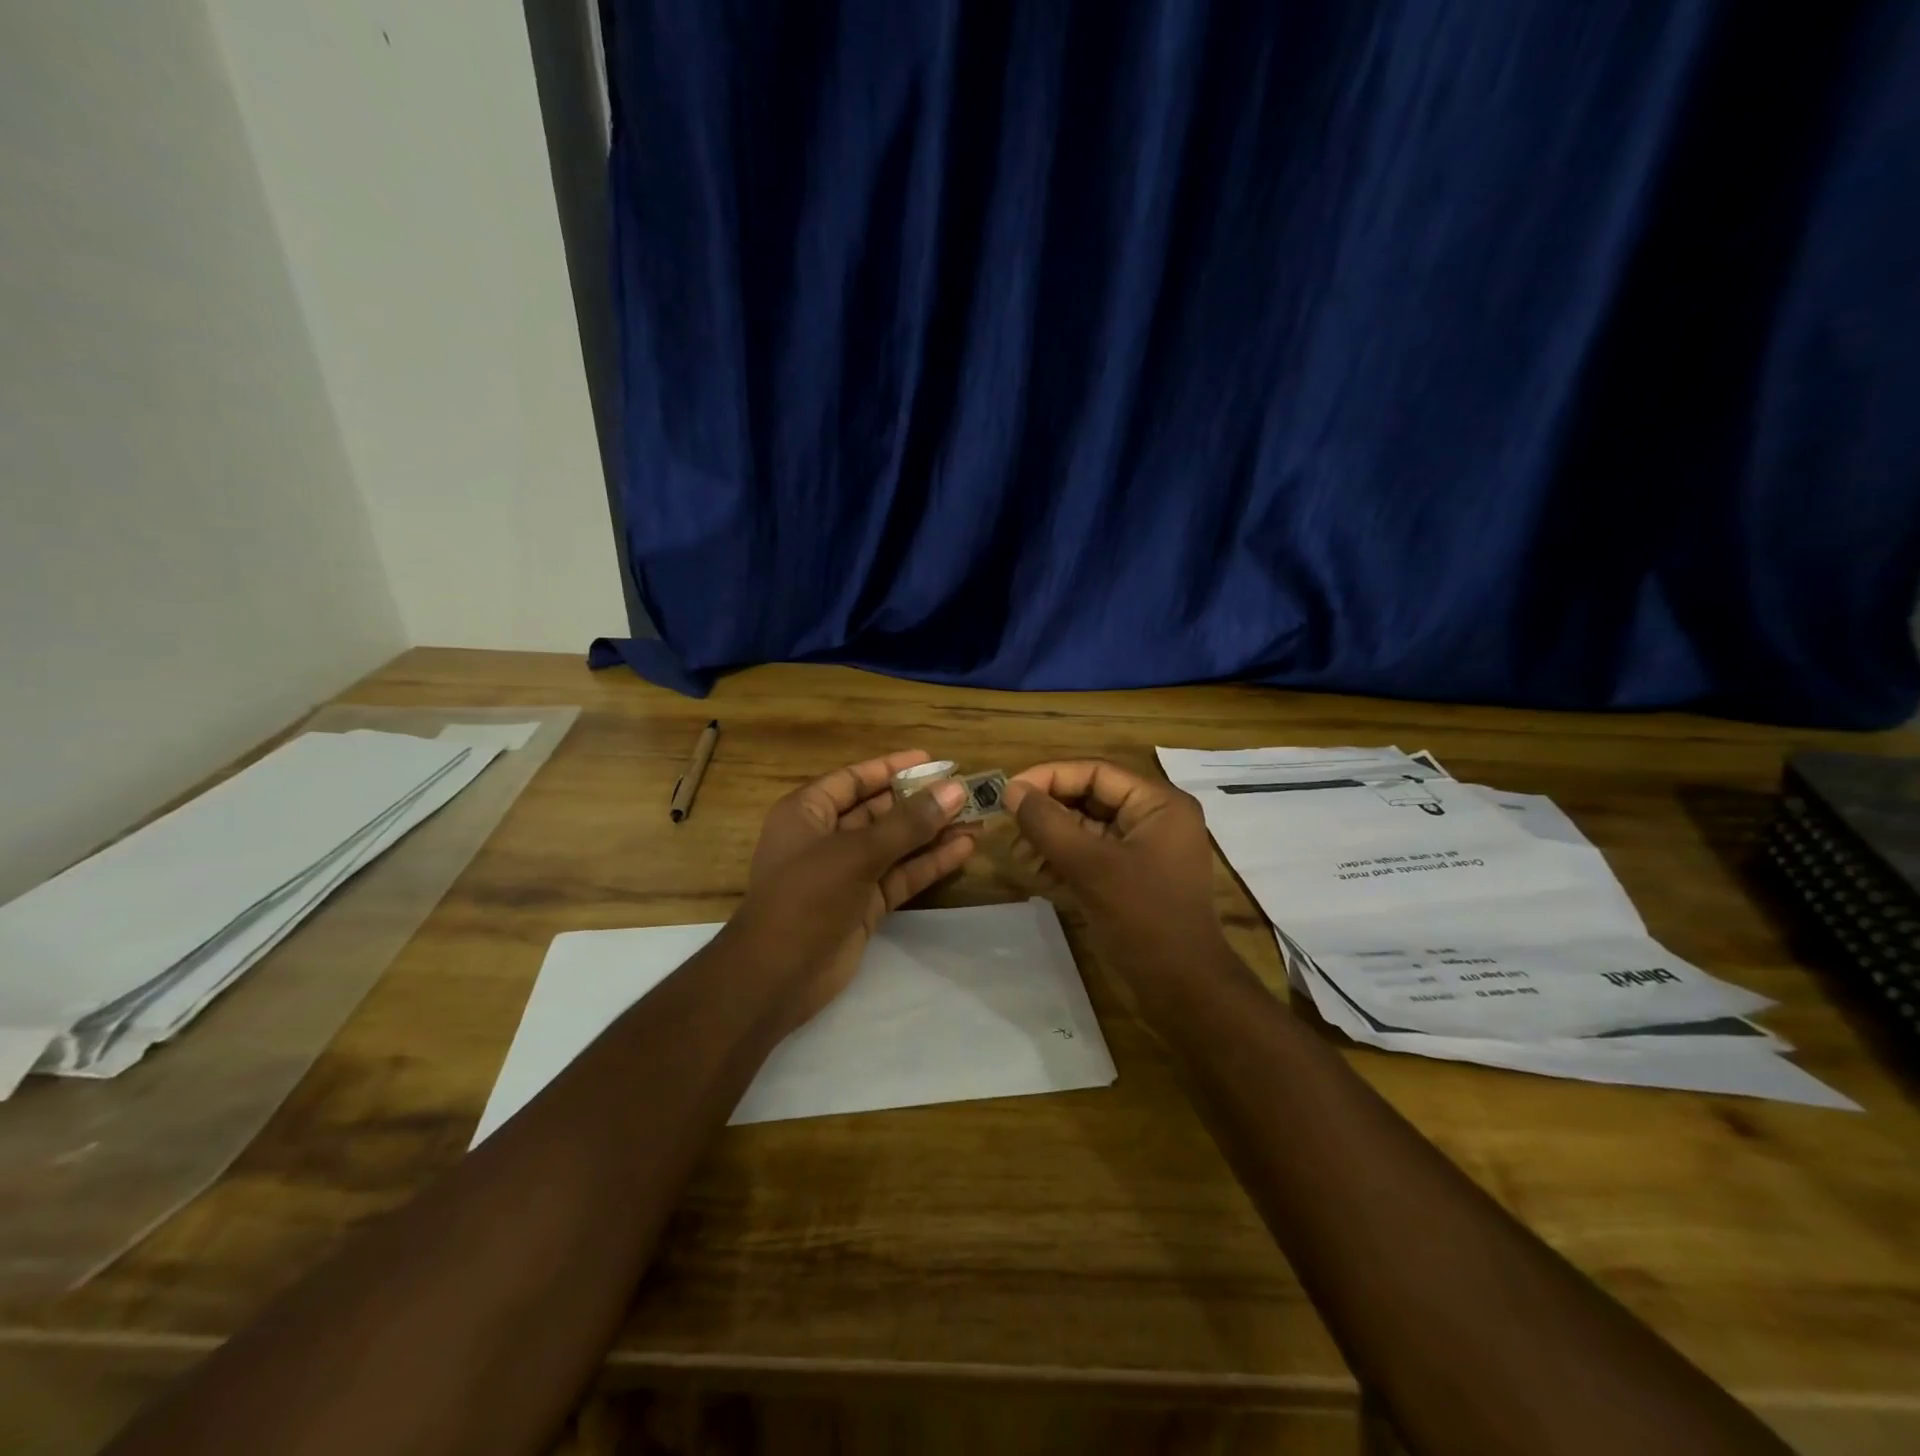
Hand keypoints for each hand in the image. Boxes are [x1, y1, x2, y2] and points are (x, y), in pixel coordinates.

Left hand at [733, 749, 975, 1031]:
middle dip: (920, 802)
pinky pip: (901, 875)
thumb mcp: (857, 853)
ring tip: (976, 817)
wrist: (777, 976)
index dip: (892, 768)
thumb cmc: (807, 897)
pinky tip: (964, 849)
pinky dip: (929, 863)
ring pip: (895, 845)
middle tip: (965, 790)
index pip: (854, 779)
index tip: (933, 760)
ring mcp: (846, 874)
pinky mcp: (865, 905)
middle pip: (879, 811)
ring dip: (932, 833)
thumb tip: (955, 790)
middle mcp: (826, 837)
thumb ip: (908, 823)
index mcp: (807, 812)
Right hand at [1002, 760, 1226, 984]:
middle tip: (1008, 828)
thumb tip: (1012, 790)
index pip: (1095, 772)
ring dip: (1050, 839)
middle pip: (1090, 798)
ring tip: (1017, 856)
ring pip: (1087, 829)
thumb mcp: (1091, 866)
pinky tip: (1035, 874)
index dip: (1049, 777)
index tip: (1009, 792)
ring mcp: (1143, 851)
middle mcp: (1154, 819)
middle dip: (1047, 813)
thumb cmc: (1143, 918)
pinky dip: (1063, 861)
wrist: (1183, 990)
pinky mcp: (1131, 879)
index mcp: (1158, 804)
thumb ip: (1048, 823)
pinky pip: (1092, 856)